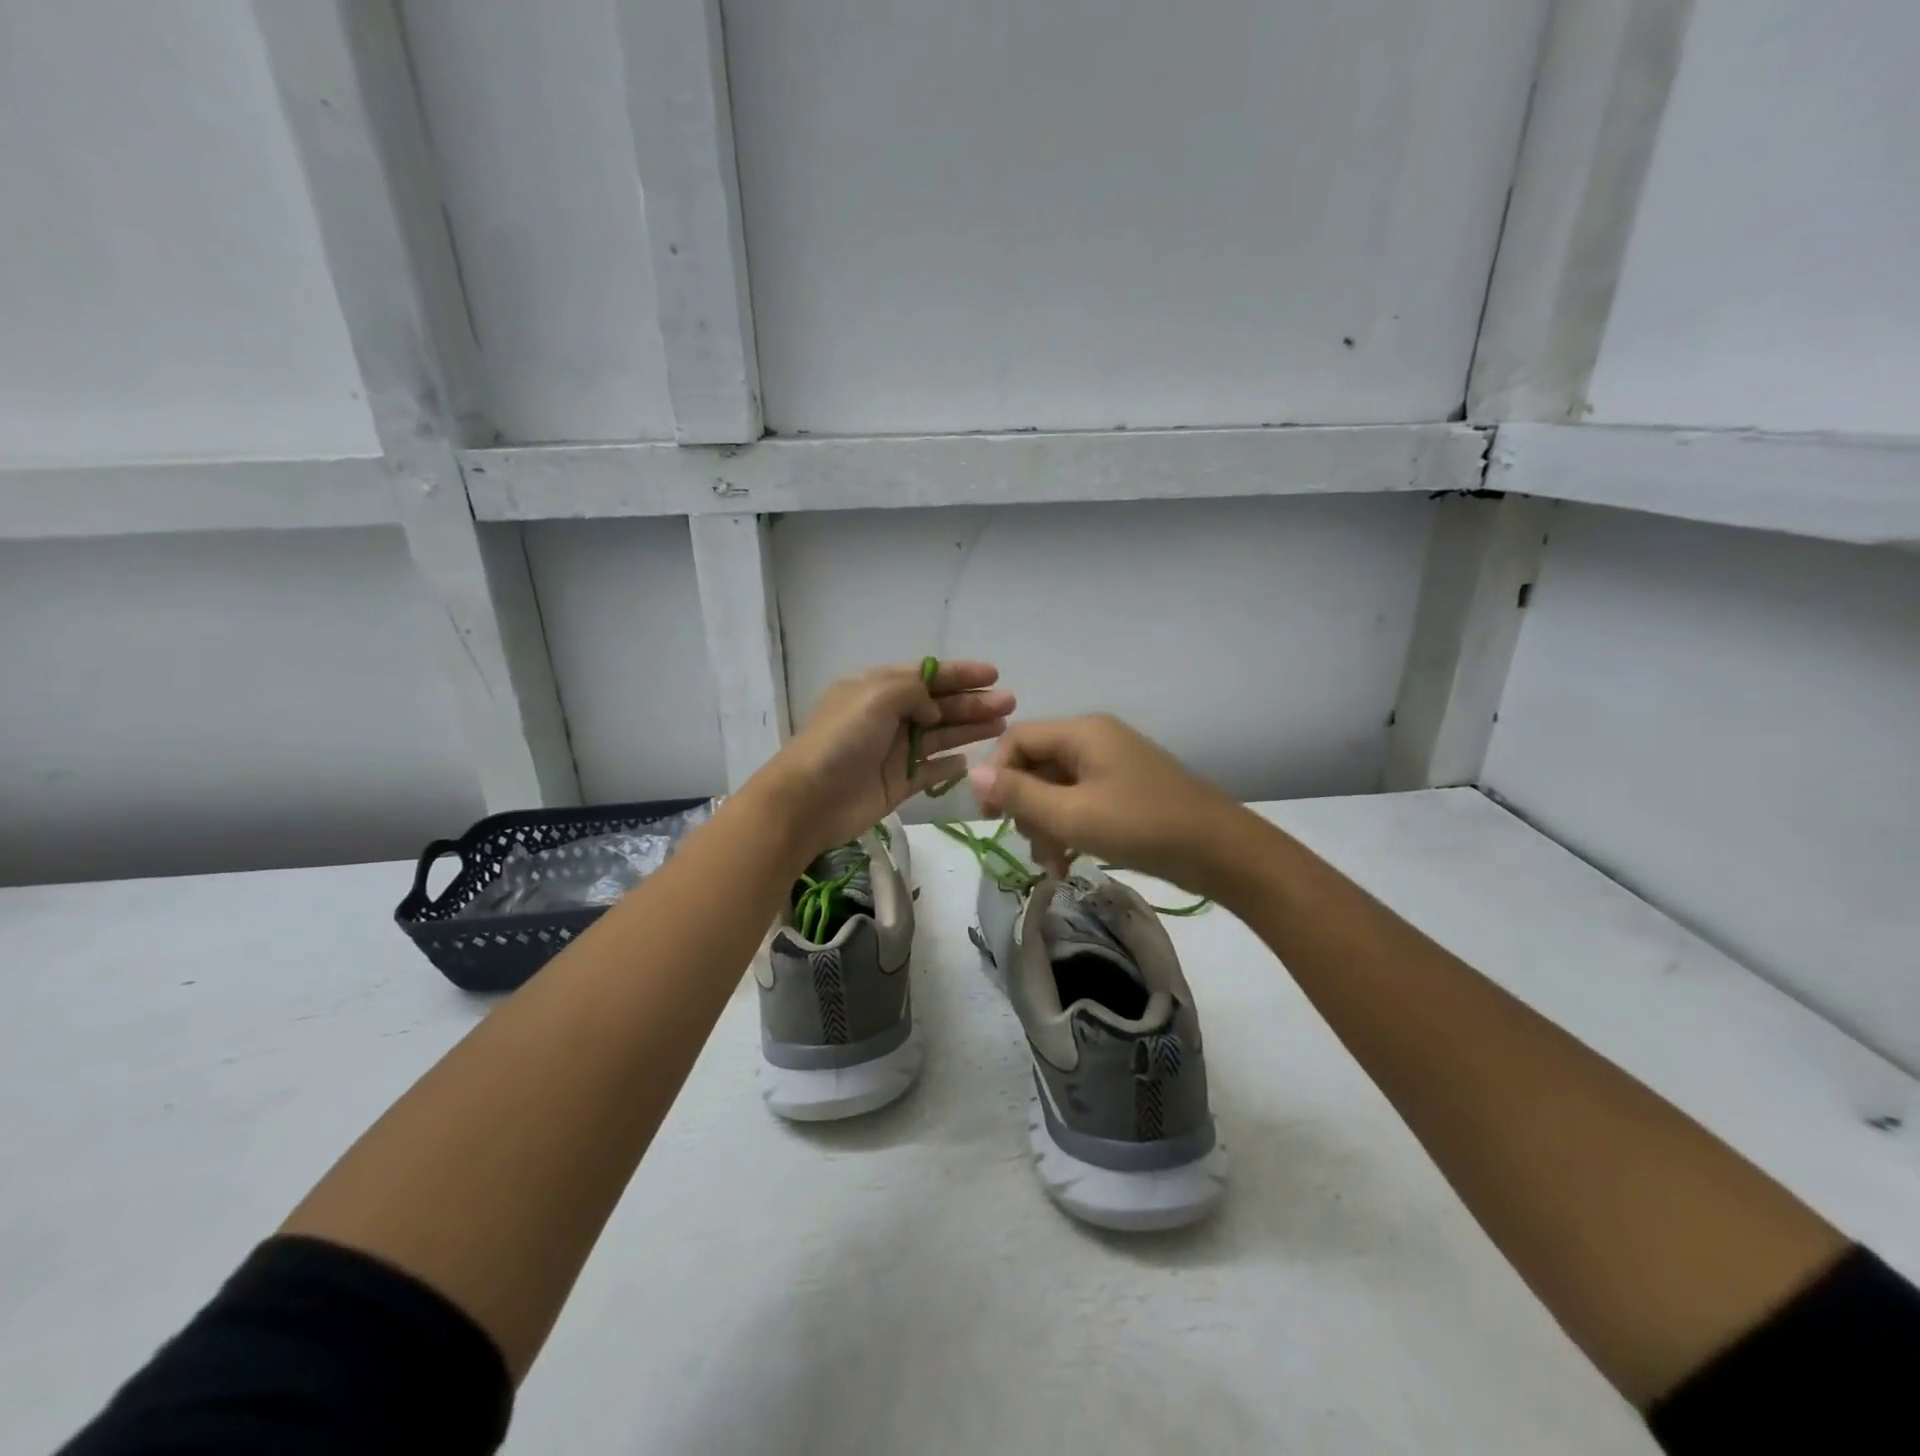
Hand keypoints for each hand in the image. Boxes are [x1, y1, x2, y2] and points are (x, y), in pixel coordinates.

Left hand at [754, 661, 1013, 861]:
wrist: (809, 799)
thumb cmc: (841, 740)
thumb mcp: (875, 696)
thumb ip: (913, 691)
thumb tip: (933, 710)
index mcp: (876, 689)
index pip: (926, 675)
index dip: (960, 673)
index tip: (993, 674)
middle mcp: (887, 717)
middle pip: (938, 705)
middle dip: (973, 702)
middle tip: (1009, 703)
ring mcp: (893, 751)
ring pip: (940, 736)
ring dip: (969, 728)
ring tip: (1002, 726)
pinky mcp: (897, 783)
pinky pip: (931, 770)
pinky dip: (950, 765)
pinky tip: (971, 762)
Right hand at [969, 714, 1244, 893]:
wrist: (1220, 850)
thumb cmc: (1141, 827)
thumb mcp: (1071, 815)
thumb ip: (1019, 794)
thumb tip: (971, 773)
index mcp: (1082, 732)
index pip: (1016, 739)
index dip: (996, 775)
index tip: (991, 816)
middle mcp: (1094, 739)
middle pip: (1035, 765)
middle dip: (1026, 808)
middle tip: (1033, 847)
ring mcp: (1112, 764)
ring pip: (1056, 788)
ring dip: (1046, 825)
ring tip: (1054, 865)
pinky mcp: (1124, 789)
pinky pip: (1080, 801)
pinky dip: (1069, 828)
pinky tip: (1068, 862)